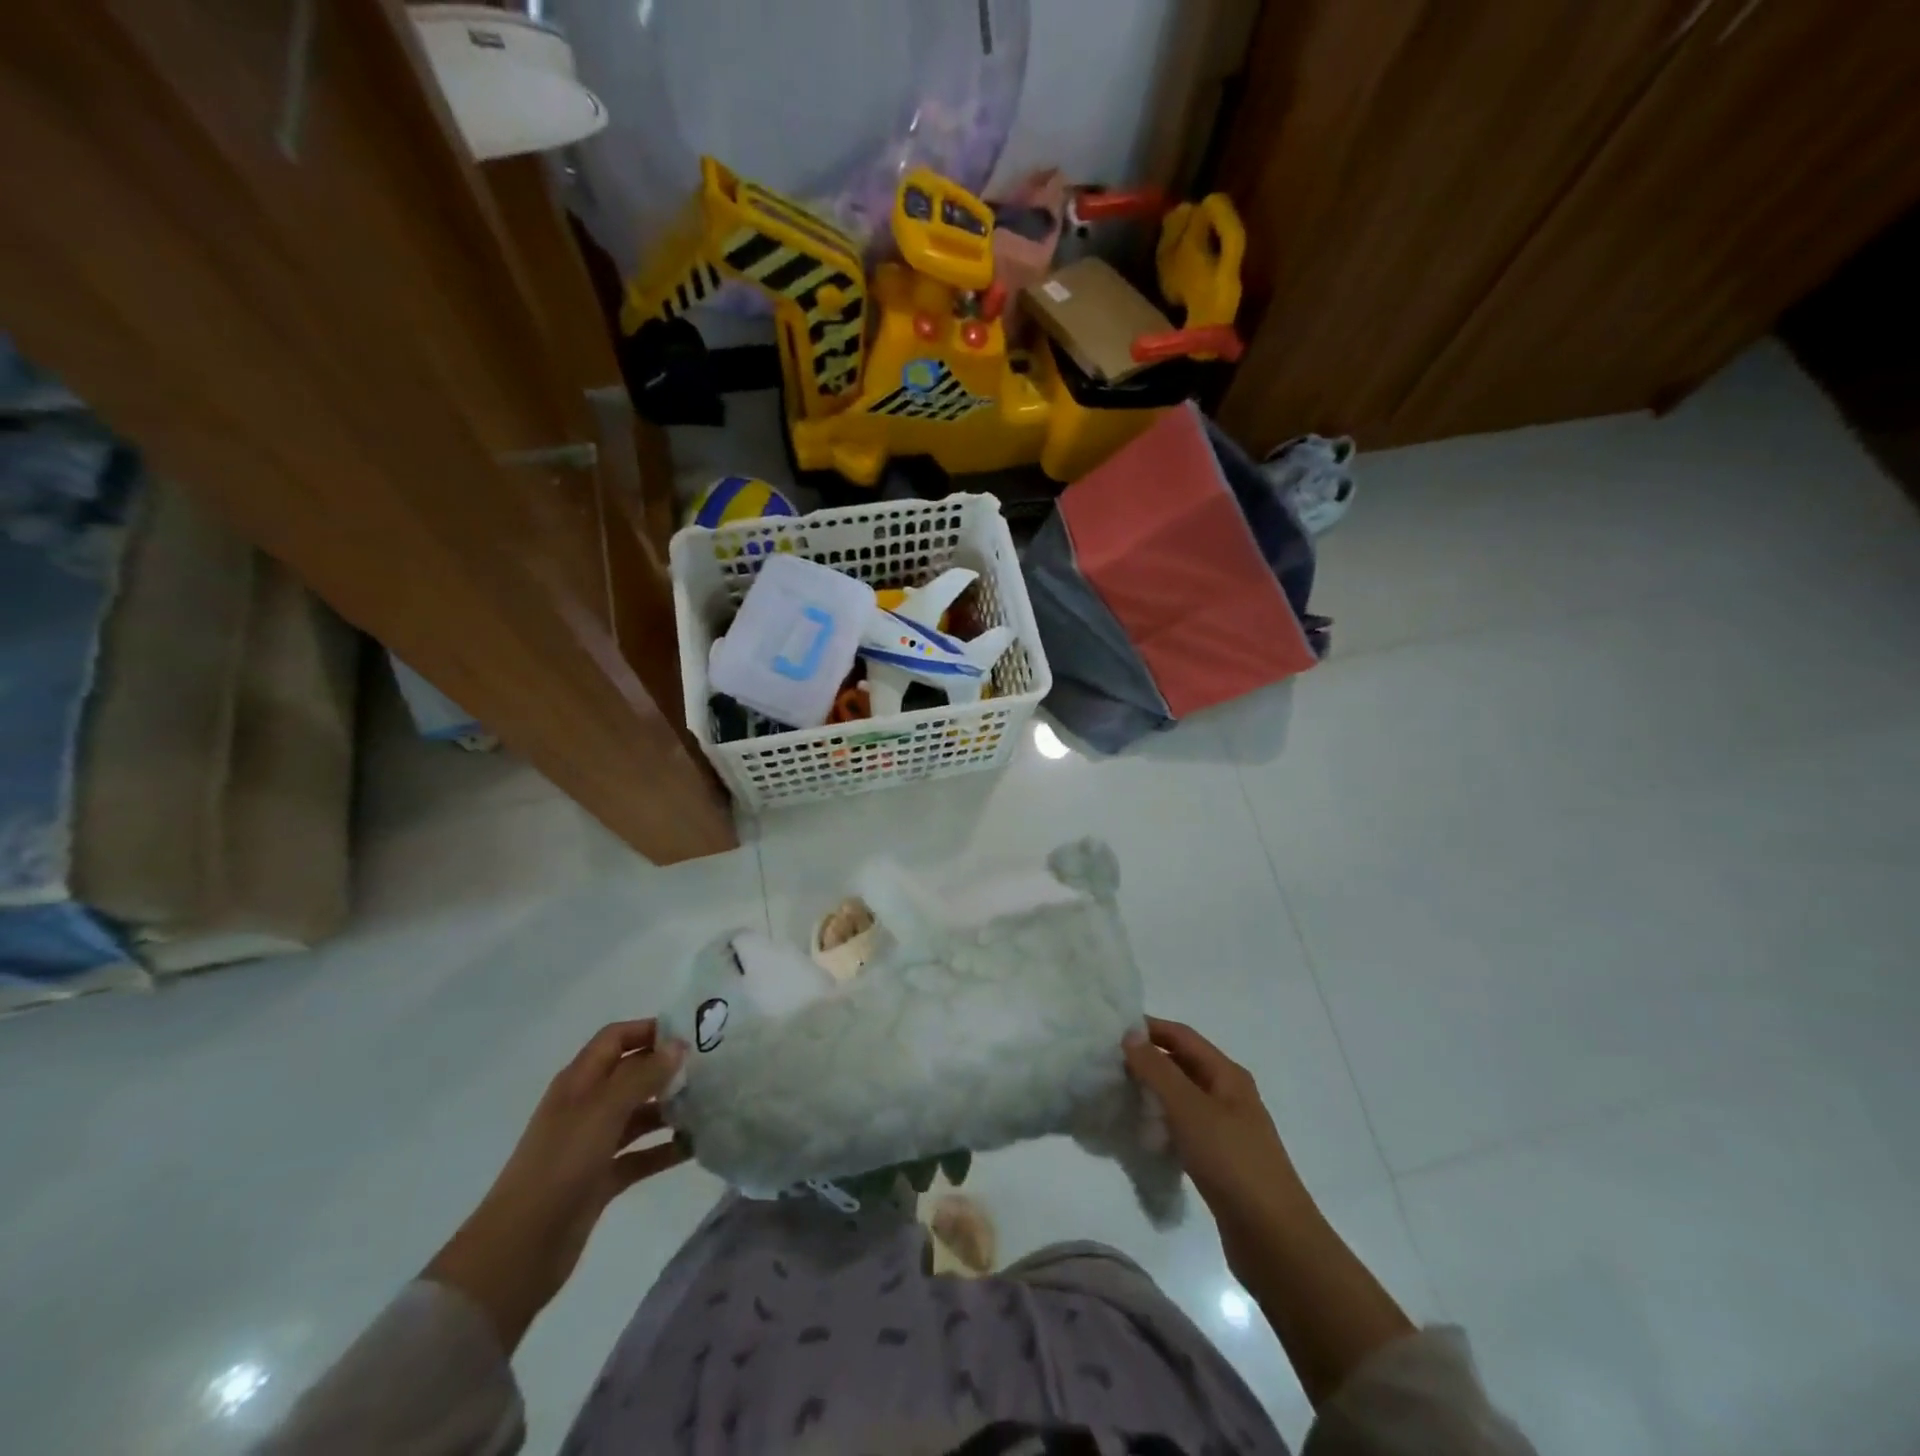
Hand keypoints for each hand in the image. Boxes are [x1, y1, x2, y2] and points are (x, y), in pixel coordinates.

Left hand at [423, 1021, 687, 1352]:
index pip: (616, 1038)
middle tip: (709, 1070)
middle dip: (666, 1069)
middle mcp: (586, 1107)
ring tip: (708, 1107)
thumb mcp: (603, 1111)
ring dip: (670, 1109)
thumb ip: (642, 1076)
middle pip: (631, 1075)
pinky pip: (640, 1155)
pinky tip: (694, 1148)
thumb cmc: (560, 1166)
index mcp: (579, 1082)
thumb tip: (678, 1045)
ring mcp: (593, 1144)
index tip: (691, 1035)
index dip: (649, 1031)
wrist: (518, 1250)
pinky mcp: (601, 1179)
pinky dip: (665, 1149)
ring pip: (639, 1115)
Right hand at [1123, 1017, 1312, 1269]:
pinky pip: (1183, 1130)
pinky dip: (1162, 1126)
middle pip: (1182, 1065)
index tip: (1110, 1032)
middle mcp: (1228, 1095)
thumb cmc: (1232, 1163)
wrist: (1275, 1240)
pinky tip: (1141, 1137)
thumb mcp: (1190, 1109)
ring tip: (1116, 1098)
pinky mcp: (1219, 1161)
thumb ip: (1158, 1070)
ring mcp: (1225, 1130)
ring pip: (1181, 1099)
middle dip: (1147, 1062)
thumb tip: (1130, 1034)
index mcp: (1227, 1075)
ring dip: (1152, 1095)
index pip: (1181, 1036)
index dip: (1149, 1029)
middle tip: (1107, 1067)